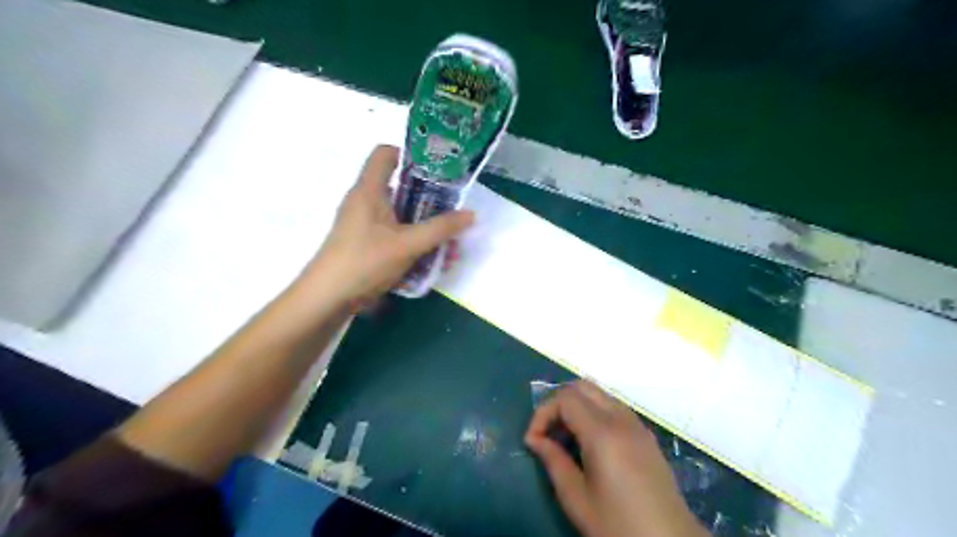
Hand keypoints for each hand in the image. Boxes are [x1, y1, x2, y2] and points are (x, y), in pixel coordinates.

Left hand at [304, 145, 470, 307]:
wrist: (327, 299)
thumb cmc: (365, 262)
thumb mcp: (408, 244)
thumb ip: (440, 229)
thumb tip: (471, 214)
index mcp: (369, 190)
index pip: (385, 153)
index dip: (411, 155)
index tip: (438, 170)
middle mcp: (366, 202)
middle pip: (401, 189)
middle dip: (431, 203)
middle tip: (453, 214)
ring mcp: (365, 225)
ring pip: (402, 217)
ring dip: (426, 230)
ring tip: (449, 249)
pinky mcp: (366, 244)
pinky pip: (396, 236)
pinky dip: (414, 244)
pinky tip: (432, 264)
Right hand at [523, 380, 709, 536]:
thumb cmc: (618, 525)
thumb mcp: (577, 499)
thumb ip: (553, 461)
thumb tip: (535, 440)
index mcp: (603, 432)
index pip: (565, 398)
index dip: (542, 413)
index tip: (533, 441)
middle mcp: (621, 419)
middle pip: (582, 386)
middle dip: (558, 403)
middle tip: (547, 432)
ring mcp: (637, 425)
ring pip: (599, 394)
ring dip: (577, 406)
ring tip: (565, 438)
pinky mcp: (645, 435)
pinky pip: (614, 407)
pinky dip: (594, 412)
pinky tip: (589, 442)